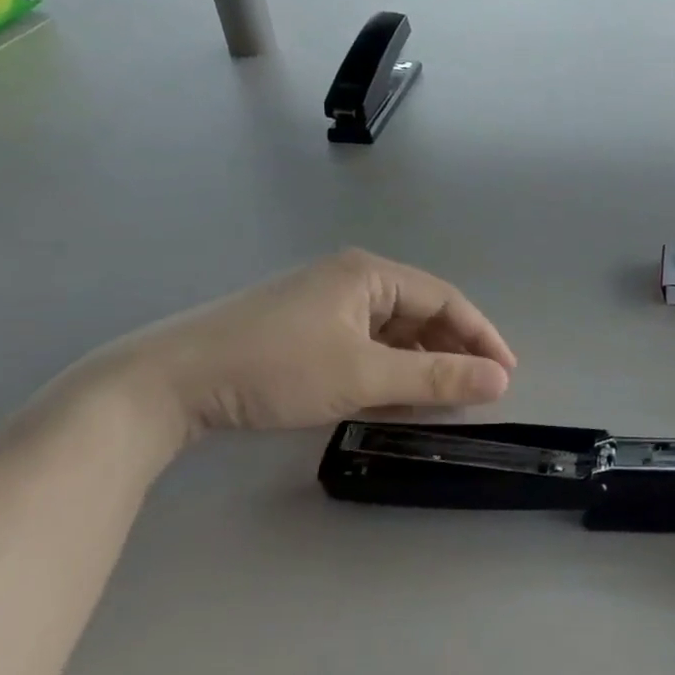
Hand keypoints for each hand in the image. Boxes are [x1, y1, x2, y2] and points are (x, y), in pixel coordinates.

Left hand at [88, 250, 515, 447]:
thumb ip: (435, 379)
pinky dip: (386, 369)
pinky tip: (392, 397)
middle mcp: (351, 279)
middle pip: (420, 313)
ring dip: (419, 364)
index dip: (481, 336)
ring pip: (392, 332)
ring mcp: (323, 303)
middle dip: (451, 351)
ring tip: (440, 400)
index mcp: (370, 274)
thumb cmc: (275, 368)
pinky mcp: (301, 329)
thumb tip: (500, 380)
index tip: (507, 374)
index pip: (446, 300)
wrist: (167, 384)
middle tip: (476, 390)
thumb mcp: (363, 376)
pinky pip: (364, 344)